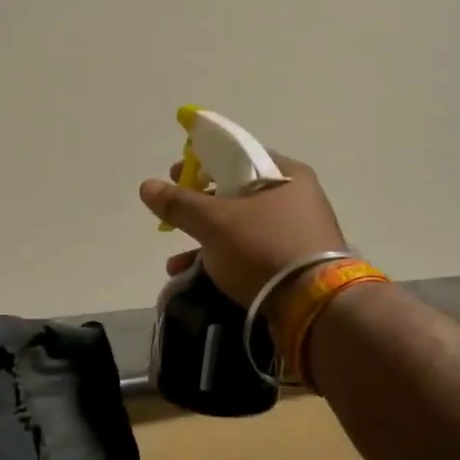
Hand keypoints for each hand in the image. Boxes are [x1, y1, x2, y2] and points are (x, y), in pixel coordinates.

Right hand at [138, 152, 348, 305]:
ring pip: (241, 228)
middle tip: (174, 214)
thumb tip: (147, 186)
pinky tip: (194, 277)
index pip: (239, 155)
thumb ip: (180, 203)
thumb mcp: (215, 222)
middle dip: (200, 207)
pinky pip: (250, 254)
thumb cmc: (264, 248)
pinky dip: (222, 261)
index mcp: (286, 174)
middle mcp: (296, 199)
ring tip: (175, 260)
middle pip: (238, 194)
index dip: (203, 161)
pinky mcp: (293, 266)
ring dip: (205, 241)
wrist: (313, 305)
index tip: (176, 173)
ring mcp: (297, 234)